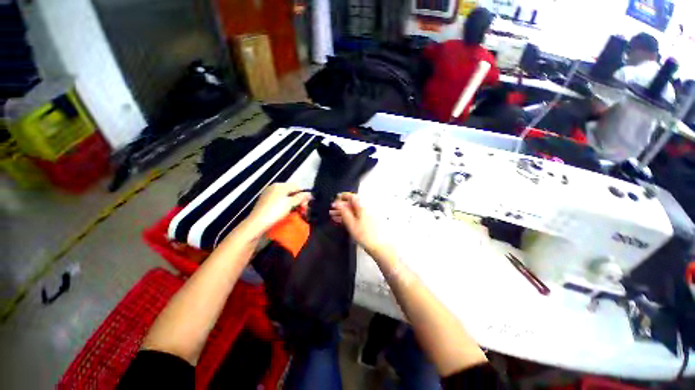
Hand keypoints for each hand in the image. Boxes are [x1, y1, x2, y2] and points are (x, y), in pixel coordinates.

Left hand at [244, 183, 310, 236]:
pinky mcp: (265, 203)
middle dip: (298, 201)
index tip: (306, 206)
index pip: (296, 187)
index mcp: (280, 185)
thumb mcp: (290, 203)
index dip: (303, 195)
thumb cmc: (275, 211)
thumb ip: (300, 197)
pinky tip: (286, 214)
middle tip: (302, 211)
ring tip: (295, 213)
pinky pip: (279, 202)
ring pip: (285, 198)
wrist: (257, 223)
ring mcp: (268, 195)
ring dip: (292, 205)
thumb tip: (309, 194)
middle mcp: (274, 188)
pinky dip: (285, 207)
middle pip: (291, 192)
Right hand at [330, 192, 381, 250]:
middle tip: (332, 210)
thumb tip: (337, 203)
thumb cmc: (366, 235)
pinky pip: (357, 216)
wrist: (380, 247)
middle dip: (341, 206)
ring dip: (344, 212)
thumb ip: (344, 212)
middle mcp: (366, 208)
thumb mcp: (352, 224)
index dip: (342, 197)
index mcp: (363, 206)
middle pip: (352, 204)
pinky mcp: (368, 222)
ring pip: (354, 211)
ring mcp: (368, 215)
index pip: (352, 197)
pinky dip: (349, 217)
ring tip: (334, 216)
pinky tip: (342, 221)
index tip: (334, 200)